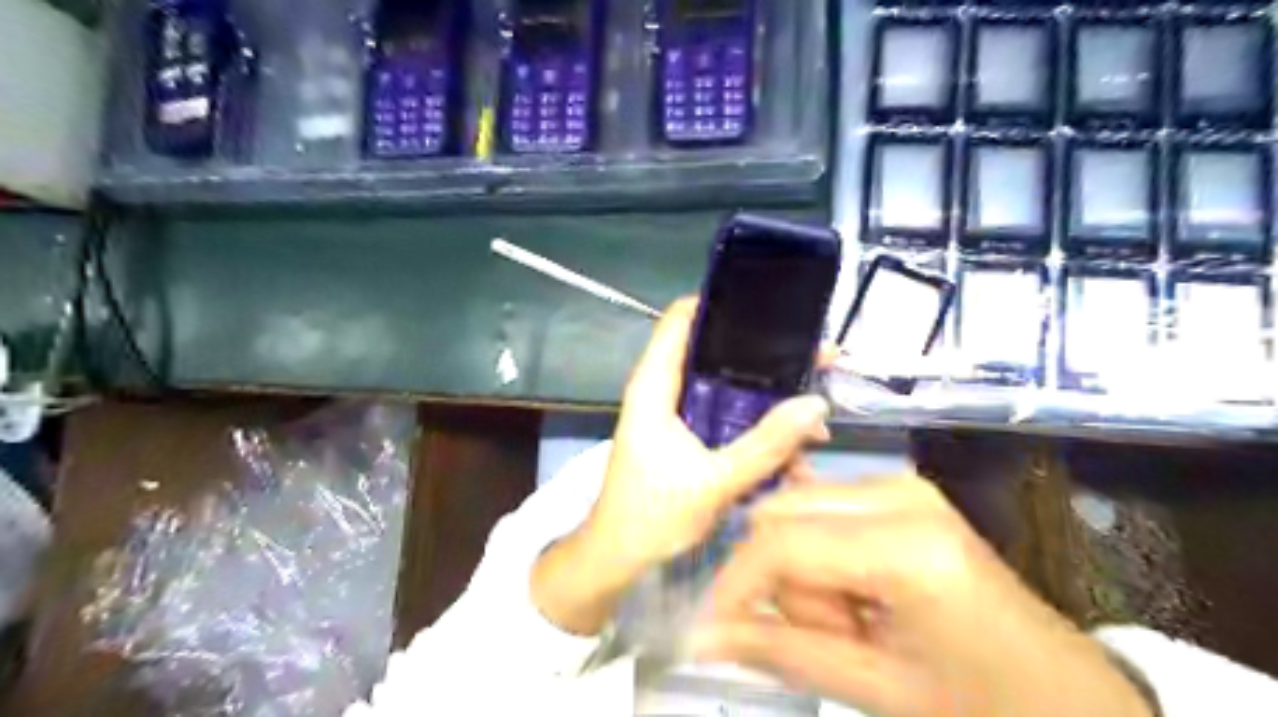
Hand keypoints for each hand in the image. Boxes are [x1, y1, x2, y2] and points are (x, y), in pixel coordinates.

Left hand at [526, 298, 829, 634]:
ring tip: (816, 418)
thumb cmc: (651, 515)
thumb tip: (817, 406)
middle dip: (766, 357)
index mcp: (655, 385)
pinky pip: (728, 420)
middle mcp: (665, 390)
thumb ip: (766, 446)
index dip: (722, 302)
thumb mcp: (714, 482)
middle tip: (818, 360)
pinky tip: (794, 455)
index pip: (682, 319)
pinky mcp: (689, 438)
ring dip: (770, 402)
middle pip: (716, 352)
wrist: (619, 557)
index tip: (772, 304)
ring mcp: (678, 414)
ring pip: (728, 390)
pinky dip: (758, 431)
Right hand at [697, 477, 1159, 716]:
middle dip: (780, 578)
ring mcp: (902, 484)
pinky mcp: (902, 490)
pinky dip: (820, 552)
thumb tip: (698, 637)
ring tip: (853, 621)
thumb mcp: (878, 688)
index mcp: (904, 546)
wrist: (1066, 693)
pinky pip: (823, 507)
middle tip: (827, 634)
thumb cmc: (982, 706)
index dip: (735, 584)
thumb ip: (780, 653)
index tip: (717, 629)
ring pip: (797, 508)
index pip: (781, 543)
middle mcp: (898, 493)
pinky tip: (856, 592)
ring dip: (802, 568)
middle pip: (782, 513)